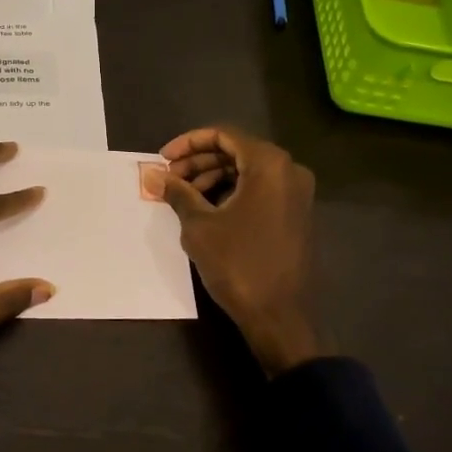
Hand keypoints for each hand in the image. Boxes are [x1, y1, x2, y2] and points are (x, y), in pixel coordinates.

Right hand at [160, 126, 321, 376]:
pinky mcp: (295, 214)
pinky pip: (260, 190)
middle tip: (170, 179)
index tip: (163, 159)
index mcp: (269, 164)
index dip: (189, 143)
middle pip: (237, 151)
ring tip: (184, 197)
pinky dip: (232, 192)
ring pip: (248, 171)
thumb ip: (178, 193)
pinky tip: (207, 210)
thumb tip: (154, 175)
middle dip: (199, 162)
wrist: (279, 315)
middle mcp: (289, 170)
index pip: (224, 135)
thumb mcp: (199, 225)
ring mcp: (296, 194)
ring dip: (213, 178)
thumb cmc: (238, 264)